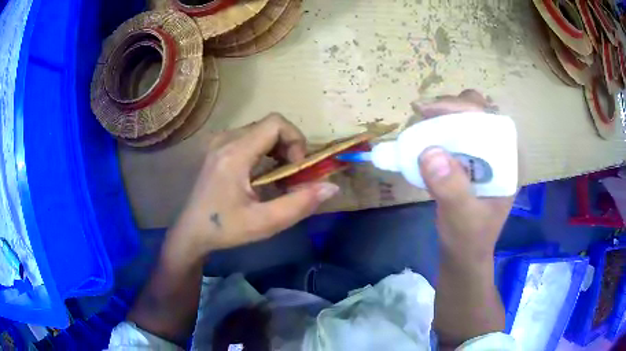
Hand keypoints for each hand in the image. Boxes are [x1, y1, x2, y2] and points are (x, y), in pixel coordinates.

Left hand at [172, 113, 339, 254]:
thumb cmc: (225, 229)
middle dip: (289, 146)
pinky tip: (263, 174)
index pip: (275, 123)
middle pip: (269, 125)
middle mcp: (225, 140)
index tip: (296, 168)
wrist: (192, 231)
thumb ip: (300, 204)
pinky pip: (250, 138)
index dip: (295, 140)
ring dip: (278, 149)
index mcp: (234, 153)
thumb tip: (331, 187)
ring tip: (279, 177)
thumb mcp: (264, 223)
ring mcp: (219, 143)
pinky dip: (265, 151)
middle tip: (291, 175)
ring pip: (260, 130)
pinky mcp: (218, 149)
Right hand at [412, 90, 515, 266]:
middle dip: (453, 107)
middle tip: (424, 112)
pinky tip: (425, 133)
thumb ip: (451, 189)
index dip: (464, 109)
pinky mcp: (472, 161)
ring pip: (469, 120)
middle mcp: (502, 152)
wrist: (463, 253)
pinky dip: (441, 128)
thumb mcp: (462, 219)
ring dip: (445, 115)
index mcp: (510, 162)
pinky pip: (458, 134)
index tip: (432, 110)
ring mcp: (487, 156)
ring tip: (421, 118)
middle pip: (481, 113)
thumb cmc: (468, 239)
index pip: (493, 121)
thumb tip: (430, 150)